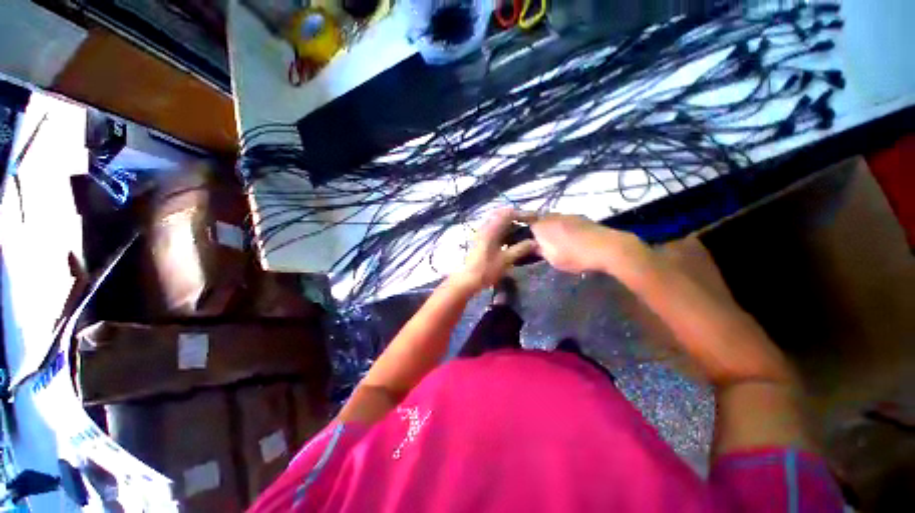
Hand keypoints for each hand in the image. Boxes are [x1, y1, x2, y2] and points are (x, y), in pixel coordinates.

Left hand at [449, 208, 537, 291]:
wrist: (468, 280)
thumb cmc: (486, 270)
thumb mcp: (506, 260)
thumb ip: (521, 249)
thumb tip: (535, 242)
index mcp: (491, 229)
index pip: (509, 213)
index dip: (523, 214)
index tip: (535, 219)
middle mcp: (486, 227)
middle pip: (503, 215)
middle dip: (518, 218)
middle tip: (530, 224)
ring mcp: (482, 233)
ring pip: (499, 223)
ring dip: (512, 225)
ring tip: (524, 232)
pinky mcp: (482, 240)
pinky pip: (496, 230)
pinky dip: (506, 232)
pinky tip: (513, 241)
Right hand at [529, 213, 642, 273]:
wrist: (607, 247)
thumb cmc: (574, 255)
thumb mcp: (551, 258)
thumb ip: (539, 250)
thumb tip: (532, 246)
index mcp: (541, 225)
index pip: (525, 221)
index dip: (522, 228)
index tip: (521, 236)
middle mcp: (552, 216)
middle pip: (539, 219)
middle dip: (536, 227)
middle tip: (536, 240)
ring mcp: (567, 215)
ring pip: (553, 219)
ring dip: (550, 227)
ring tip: (552, 240)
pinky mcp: (580, 218)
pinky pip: (565, 221)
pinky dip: (562, 228)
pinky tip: (567, 238)